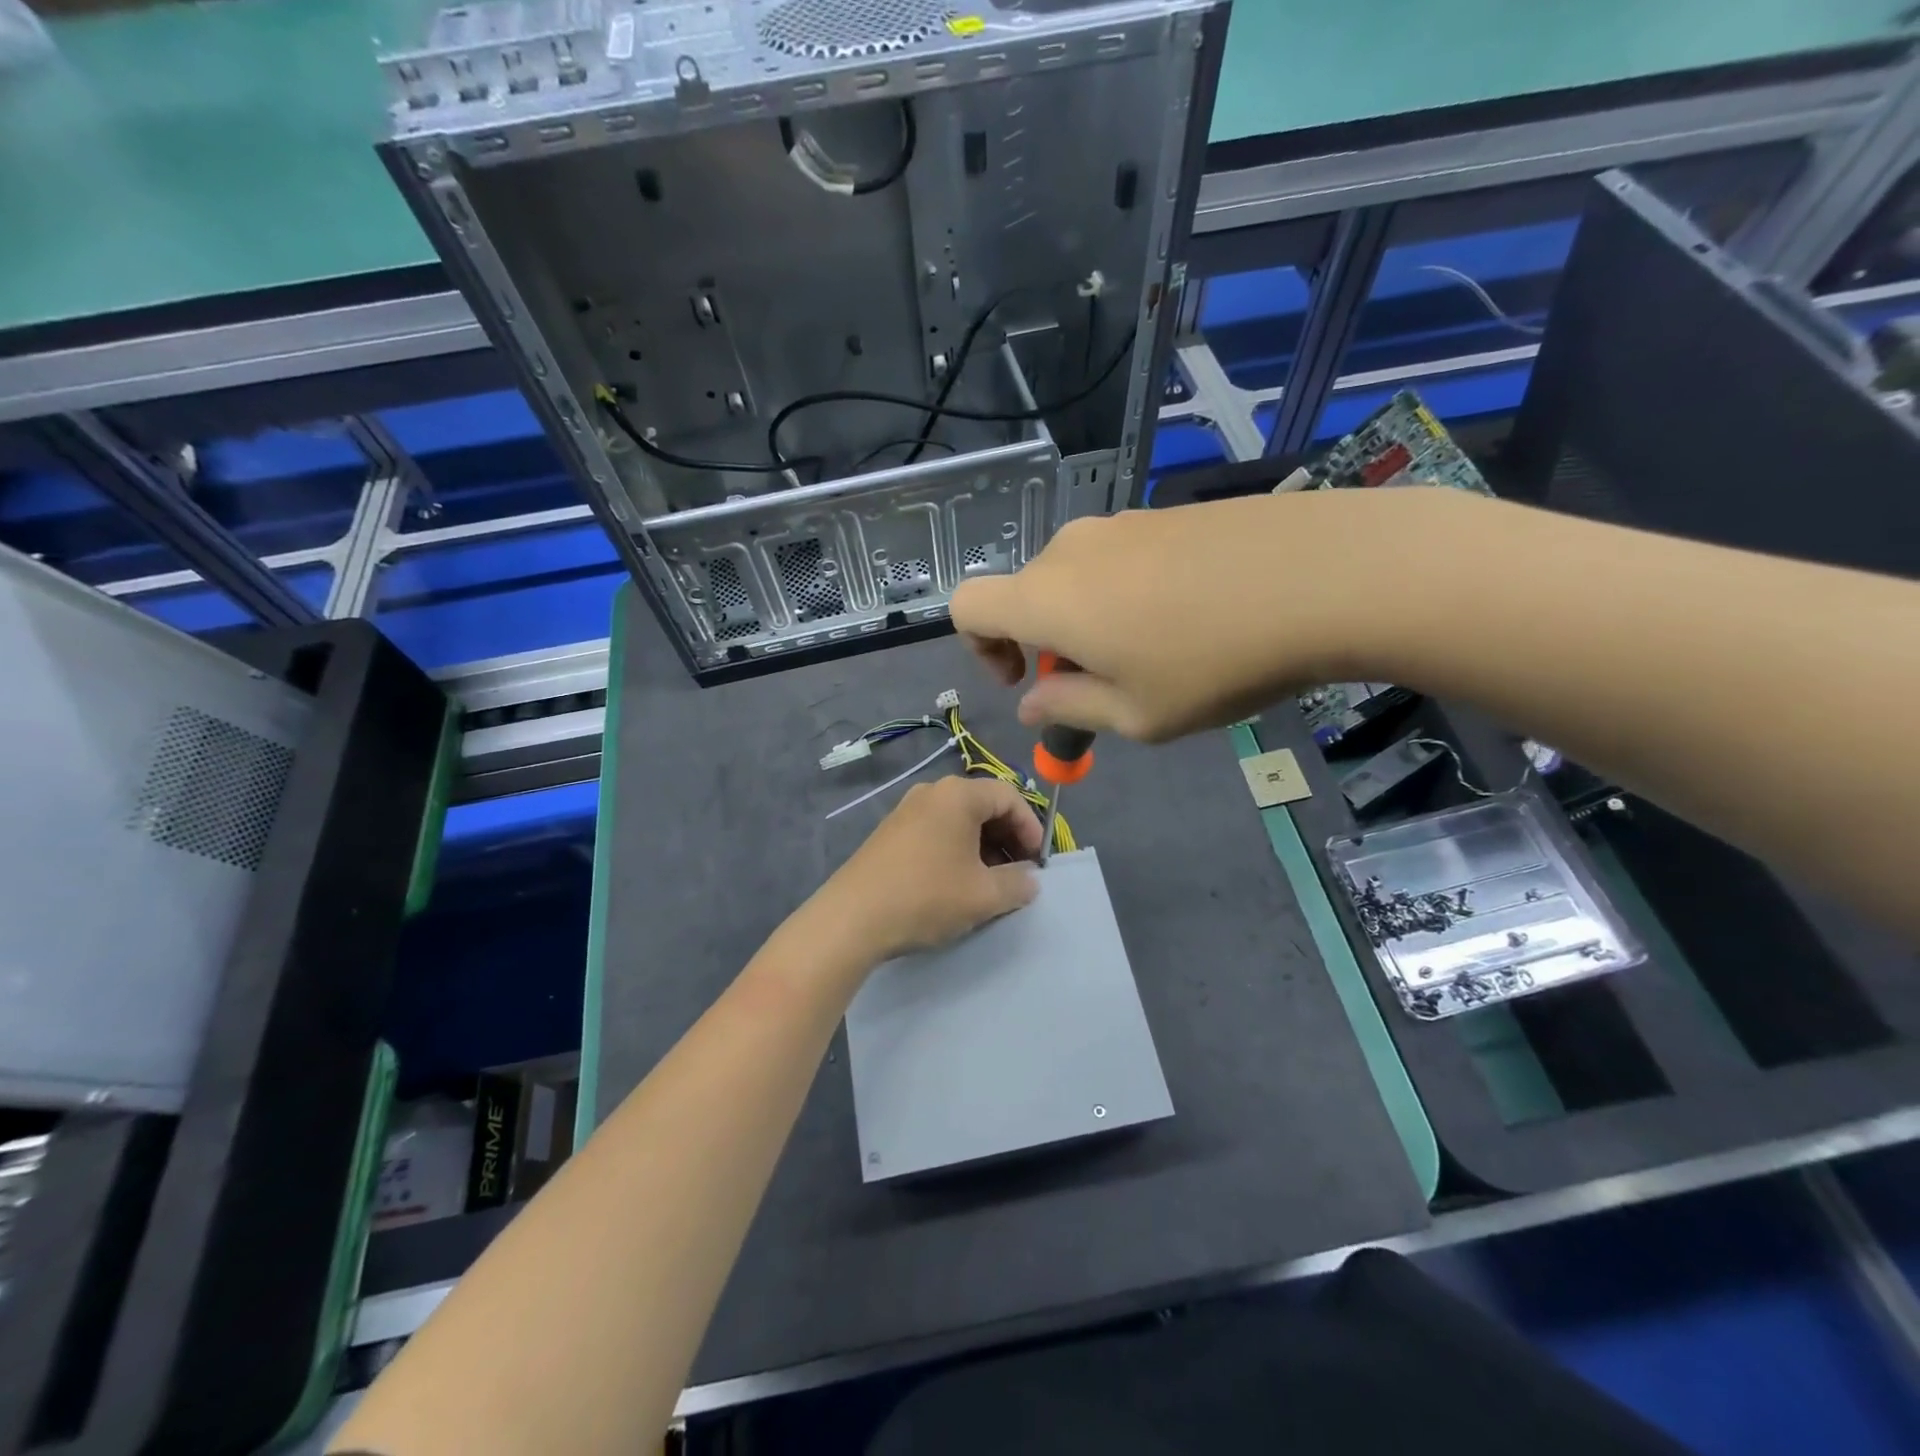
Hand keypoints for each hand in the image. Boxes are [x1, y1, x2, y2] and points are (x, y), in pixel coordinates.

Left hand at [813, 775, 1043, 963]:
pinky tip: (956, 882)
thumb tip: (1029, 880)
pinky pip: (936, 830)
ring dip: (982, 846)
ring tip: (989, 882)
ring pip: (959, 820)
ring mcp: (906, 810)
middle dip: (1007, 837)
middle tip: (1018, 872)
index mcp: (958, 795)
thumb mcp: (983, 895)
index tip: (1037, 862)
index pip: (1009, 797)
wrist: (852, 918)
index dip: (1031, 827)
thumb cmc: (926, 896)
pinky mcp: (890, 832)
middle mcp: (932, 792)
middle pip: (983, 804)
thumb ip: (1017, 884)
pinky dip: (956, 849)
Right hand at [950, 489, 1453, 740]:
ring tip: (1155, 653)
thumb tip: (1031, 704)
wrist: (1327, 574)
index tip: (1025, 679)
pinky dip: (1128, 593)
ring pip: (1076, 577)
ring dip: (1089, 619)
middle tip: (1102, 682)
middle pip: (1026, 594)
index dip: (979, 648)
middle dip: (1045, 643)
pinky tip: (1191, 616)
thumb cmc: (1215, 662)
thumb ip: (1069, 709)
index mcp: (1047, 598)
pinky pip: (1121, 558)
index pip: (966, 605)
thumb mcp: (1136, 714)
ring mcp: (1122, 523)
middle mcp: (1071, 550)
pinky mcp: (1167, 512)